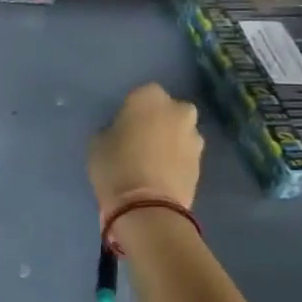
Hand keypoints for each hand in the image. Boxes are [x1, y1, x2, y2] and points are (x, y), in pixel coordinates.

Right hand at [88, 83, 203, 214]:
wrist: (147, 206)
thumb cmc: (115, 165)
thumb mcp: (98, 142)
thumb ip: (113, 129)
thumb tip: (122, 132)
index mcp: (149, 97)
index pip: (141, 94)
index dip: (132, 110)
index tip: (123, 125)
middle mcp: (178, 110)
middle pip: (168, 110)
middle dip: (159, 121)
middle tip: (140, 139)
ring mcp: (195, 137)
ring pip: (180, 132)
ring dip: (170, 141)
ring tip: (151, 160)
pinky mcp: (202, 163)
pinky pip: (185, 154)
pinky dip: (176, 160)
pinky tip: (161, 174)